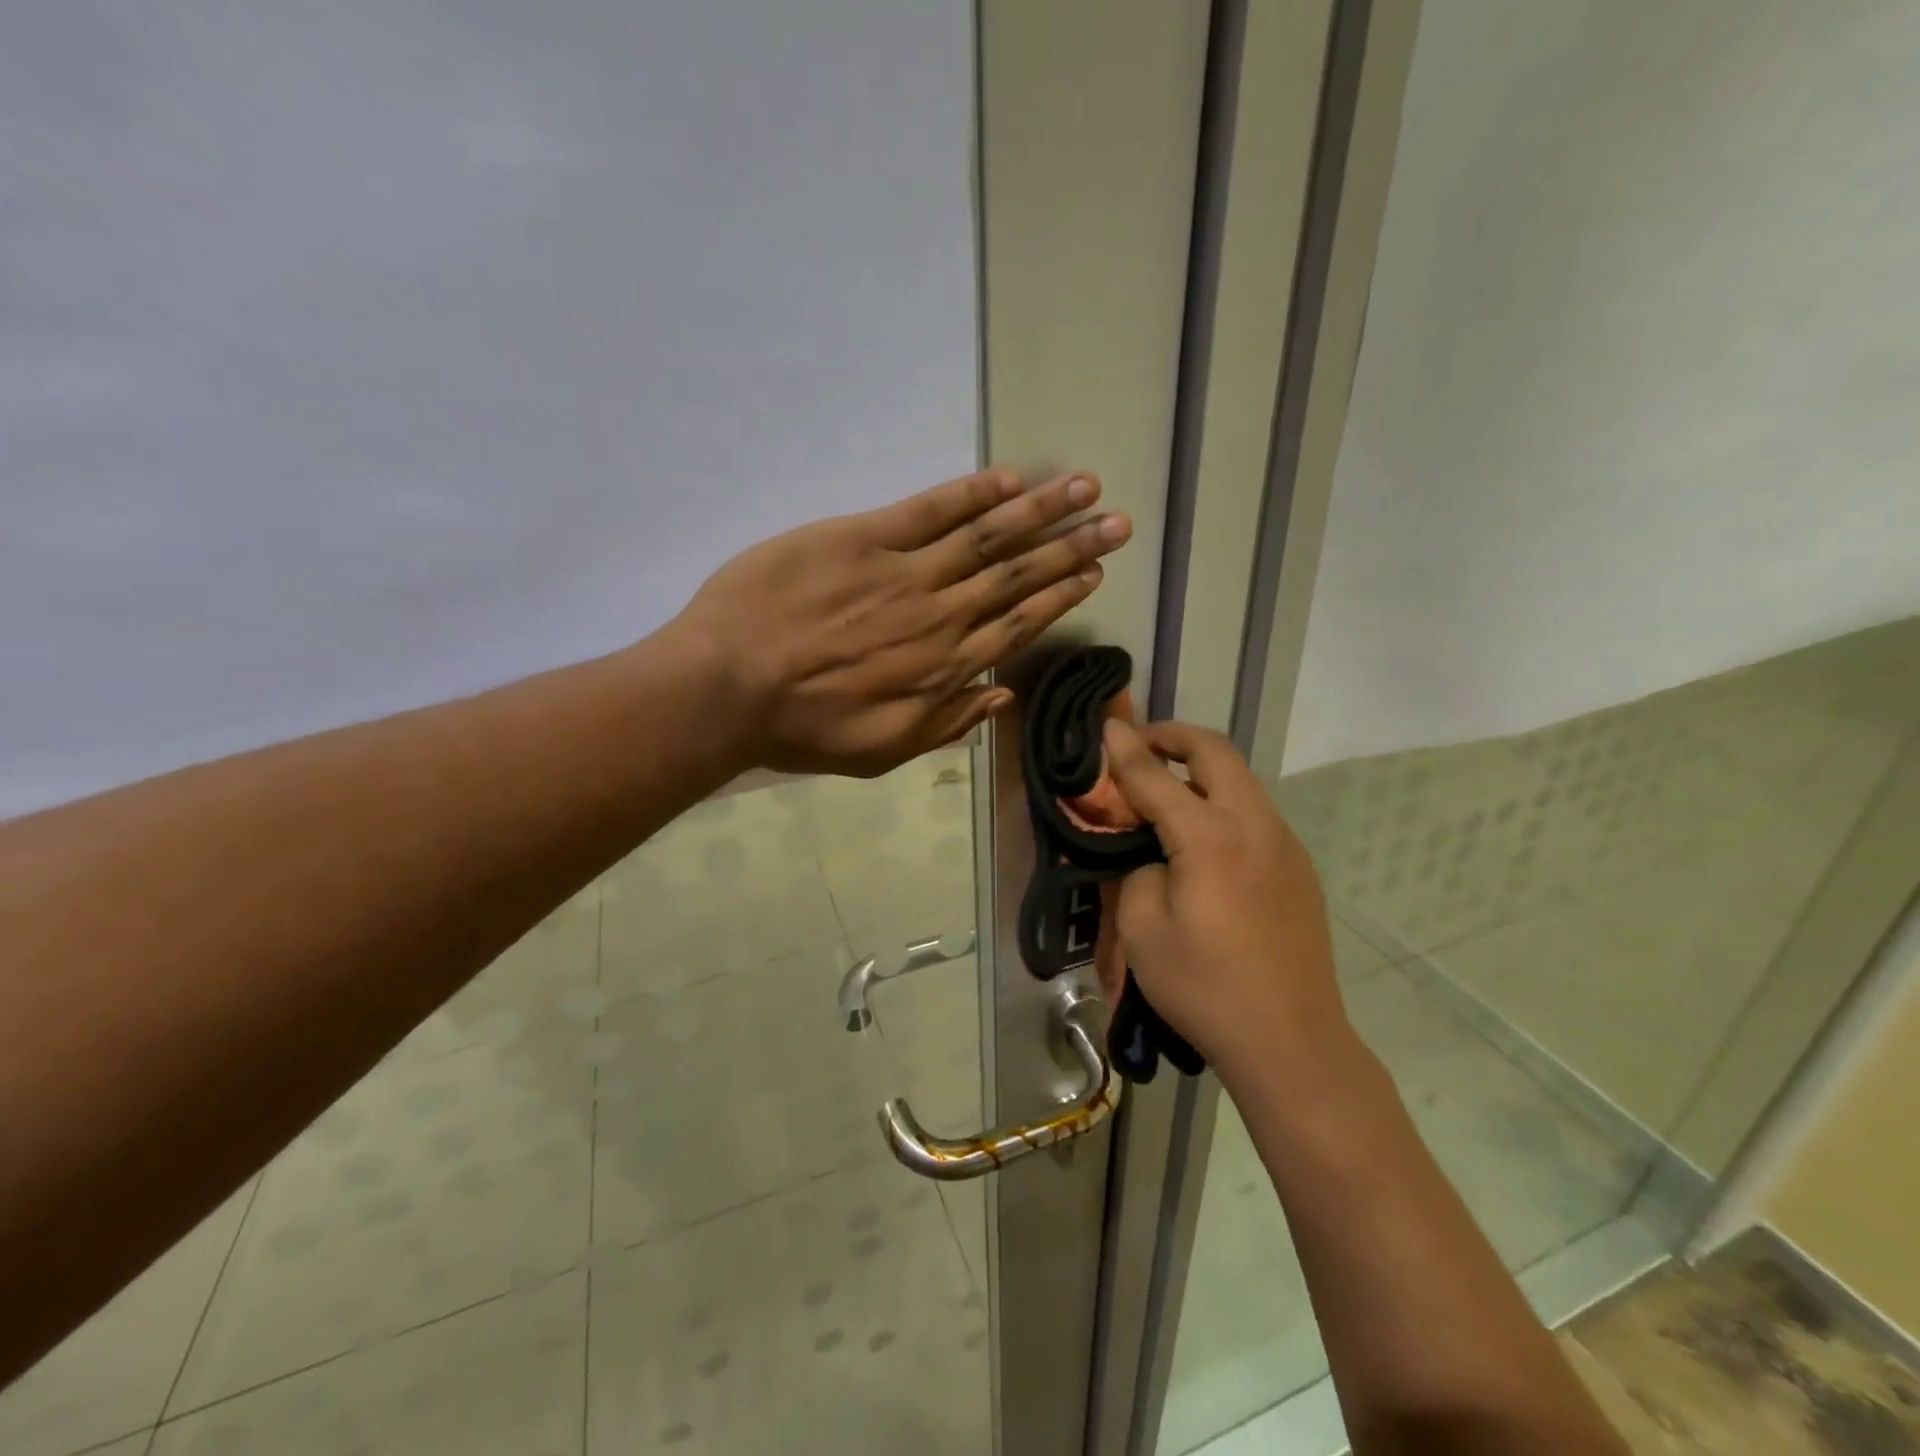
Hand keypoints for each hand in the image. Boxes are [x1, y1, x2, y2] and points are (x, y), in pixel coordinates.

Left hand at [672, 468, 1130, 776]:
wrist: (729, 688)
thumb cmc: (803, 729)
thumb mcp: (882, 751)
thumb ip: (946, 723)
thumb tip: (1001, 695)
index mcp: (944, 669)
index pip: (1018, 625)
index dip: (1060, 596)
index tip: (1094, 572)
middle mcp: (940, 617)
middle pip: (1017, 576)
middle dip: (1072, 547)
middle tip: (1117, 522)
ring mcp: (905, 573)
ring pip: (987, 537)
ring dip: (1040, 511)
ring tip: (1084, 487)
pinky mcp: (863, 539)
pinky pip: (929, 510)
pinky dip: (973, 494)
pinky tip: (1010, 479)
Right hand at [1101, 719, 1346, 1083]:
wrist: (1290, 1042)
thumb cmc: (1205, 987)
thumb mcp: (1143, 930)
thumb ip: (1134, 869)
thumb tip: (1144, 847)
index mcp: (1210, 837)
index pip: (1156, 775)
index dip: (1125, 749)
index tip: (1104, 726)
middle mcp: (1254, 824)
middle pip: (1215, 751)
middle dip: (1174, 736)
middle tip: (1140, 744)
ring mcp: (1284, 844)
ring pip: (1241, 779)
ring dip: (1201, 768)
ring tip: (1165, 788)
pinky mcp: (1298, 867)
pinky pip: (1255, 812)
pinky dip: (1222, 800)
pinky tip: (1202, 836)